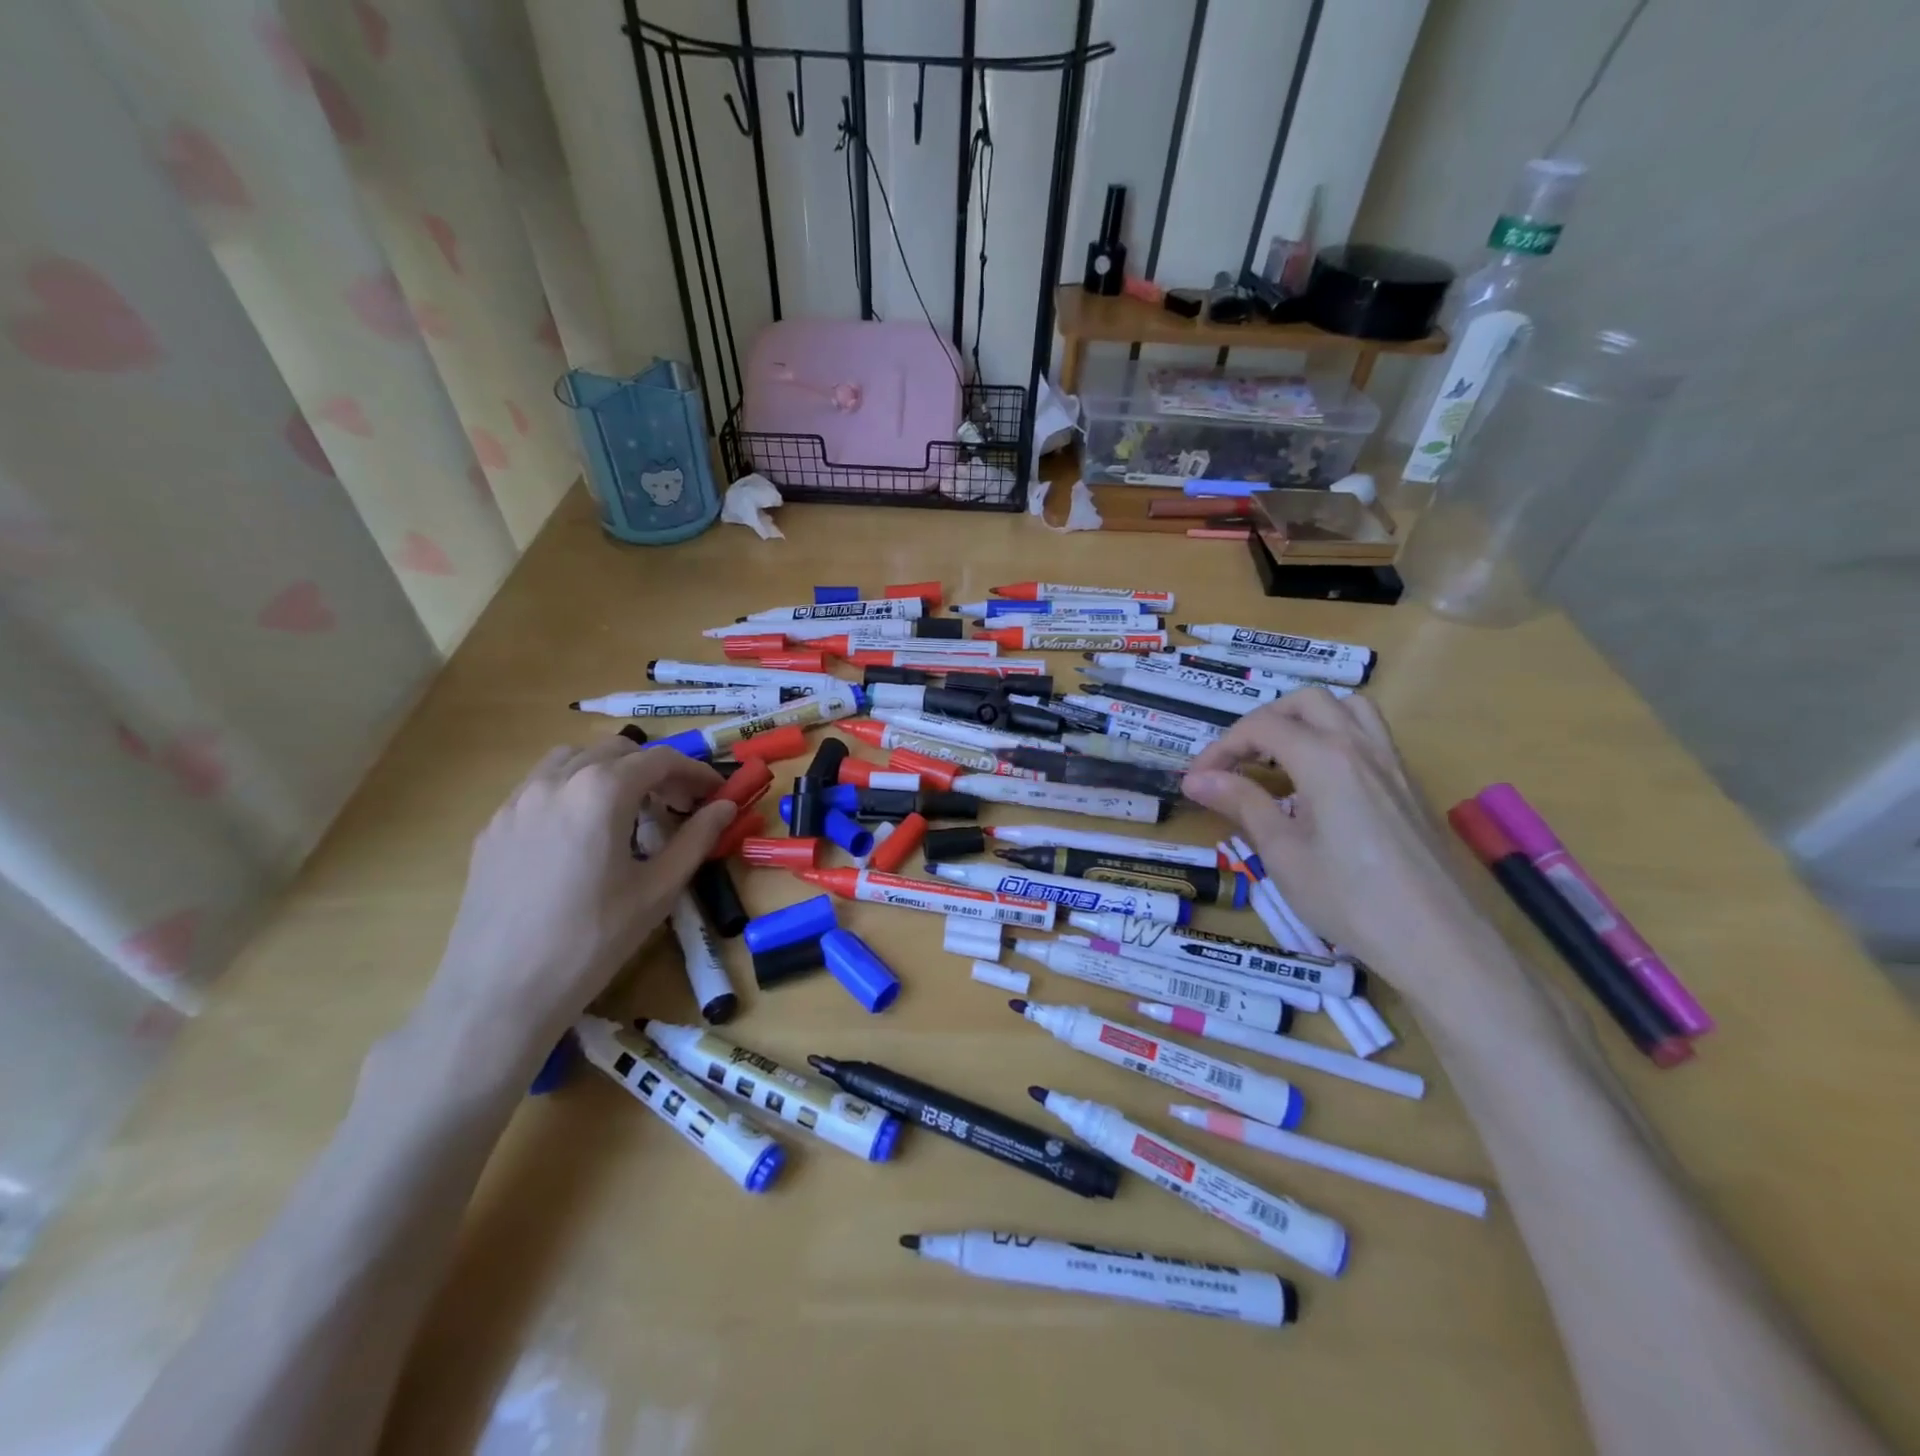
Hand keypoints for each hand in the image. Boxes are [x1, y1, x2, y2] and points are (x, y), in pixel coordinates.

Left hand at [417, 740, 733, 1065]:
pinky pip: (539, 787)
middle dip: (654, 769)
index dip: (696, 772)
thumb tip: (726, 806)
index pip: (660, 760)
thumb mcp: (659, 889)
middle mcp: (556, 781)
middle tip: (677, 805)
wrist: (500, 991)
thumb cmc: (593, 940)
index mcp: (602, 791)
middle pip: (617, 750)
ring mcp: (517, 801)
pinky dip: (572, 790)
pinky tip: (580, 833)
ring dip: (609, 771)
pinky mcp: (493, 826)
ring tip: (627, 810)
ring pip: (572, 759)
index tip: (717, 794)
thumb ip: (697, 838)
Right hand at [1182, 689, 1493, 1000]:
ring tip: (1281, 757)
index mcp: (1325, 759)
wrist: (1437, 941)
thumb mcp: (1283, 853)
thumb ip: (1242, 804)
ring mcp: (1391, 763)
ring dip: (1306, 718)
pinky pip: (1370, 735)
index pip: (1261, 727)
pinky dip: (1336, 736)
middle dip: (1262, 722)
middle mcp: (1360, 746)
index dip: (1221, 747)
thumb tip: (1196, 778)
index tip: (1197, 780)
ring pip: (1347, 708)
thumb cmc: (1349, 899)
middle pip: (1305, 702)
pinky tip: (1321, 781)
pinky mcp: (1408, 785)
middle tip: (1237, 762)